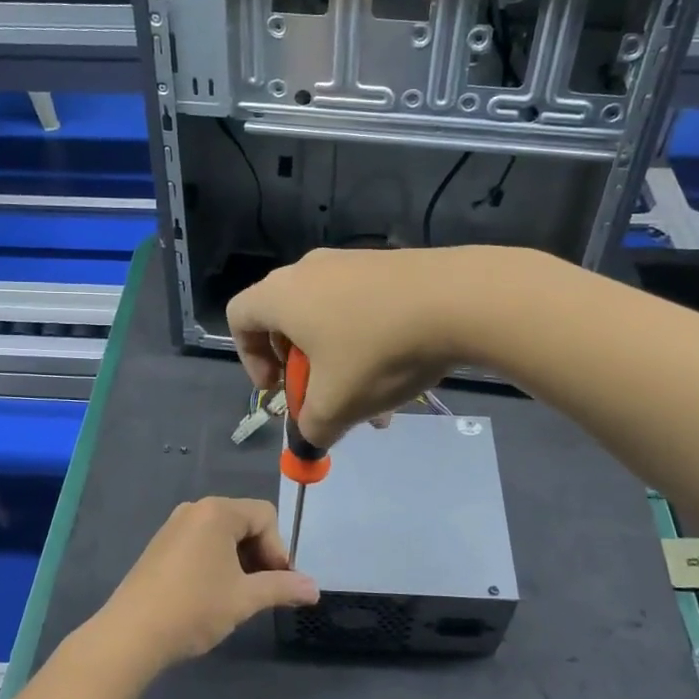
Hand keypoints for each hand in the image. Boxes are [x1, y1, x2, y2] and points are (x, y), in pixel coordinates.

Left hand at [88, 497, 318, 677]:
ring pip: (223, 535)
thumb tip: (315, 589)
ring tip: (238, 597)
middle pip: (245, 522)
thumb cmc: (194, 608)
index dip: (279, 549)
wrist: (130, 635)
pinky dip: (216, 562)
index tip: (277, 584)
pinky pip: (201, 543)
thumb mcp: (245, 599)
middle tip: (261, 592)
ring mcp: (174, 527)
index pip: (266, 516)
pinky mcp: (160, 546)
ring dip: (240, 561)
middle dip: (260, 555)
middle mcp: (195, 509)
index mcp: (218, 511)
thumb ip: (282, 587)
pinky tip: (211, 595)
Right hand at [226, 246, 475, 448]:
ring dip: (340, 362)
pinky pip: (361, 307)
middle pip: (286, 321)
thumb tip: (312, 436)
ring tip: (374, 401)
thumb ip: (312, 428)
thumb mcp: (337, 404)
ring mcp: (352, 262)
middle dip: (302, 369)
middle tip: (324, 397)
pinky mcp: (388, 265)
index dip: (249, 358)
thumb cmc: (378, 351)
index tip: (279, 389)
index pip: (239, 317)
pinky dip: (367, 341)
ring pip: (330, 319)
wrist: (459, 299)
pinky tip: (400, 372)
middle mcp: (310, 270)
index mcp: (282, 295)